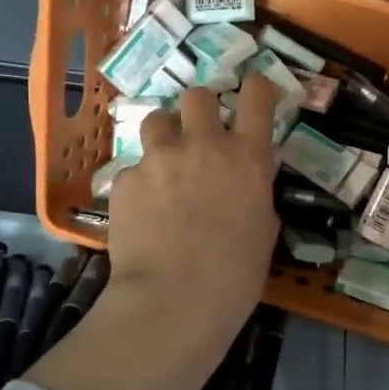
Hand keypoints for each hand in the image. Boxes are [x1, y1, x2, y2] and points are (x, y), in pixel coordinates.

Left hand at [107, 75, 280, 330]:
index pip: (257, 98)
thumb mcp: (263, 234)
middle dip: (199, 108)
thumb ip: (256, 200)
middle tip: (198, 132)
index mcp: (247, 158)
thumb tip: (246, 193)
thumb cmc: (234, 277)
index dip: (258, 88)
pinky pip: (132, 169)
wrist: (174, 301)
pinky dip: (139, 183)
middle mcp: (204, 146)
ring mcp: (160, 159)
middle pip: (198, 95)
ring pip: (157, 119)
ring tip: (164, 162)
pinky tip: (142, 211)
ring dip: (164, 134)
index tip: (255, 91)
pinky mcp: (125, 180)